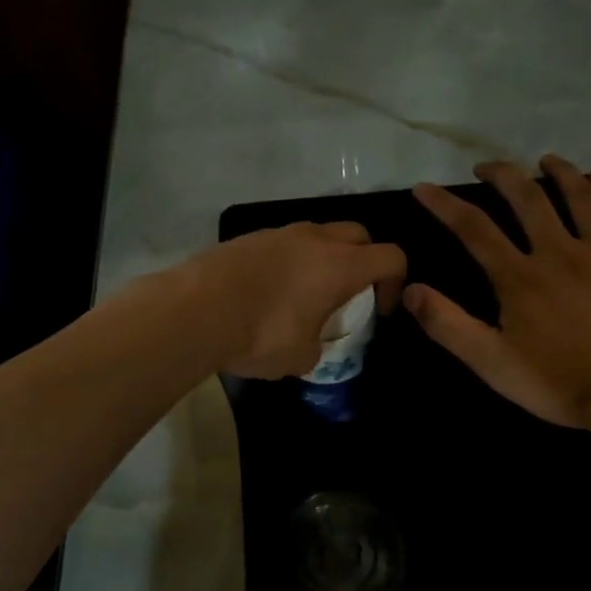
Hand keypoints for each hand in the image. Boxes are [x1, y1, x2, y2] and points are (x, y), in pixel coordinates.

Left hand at [192, 221, 407, 378]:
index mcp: (340, 265)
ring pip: (318, 234)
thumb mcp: (300, 357)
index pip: (391, 257)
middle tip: (349, 293)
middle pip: (358, 234)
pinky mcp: (248, 238)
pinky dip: (289, 260)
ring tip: (306, 292)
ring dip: (324, 257)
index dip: (396, 282)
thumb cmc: (261, 334)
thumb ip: (316, 347)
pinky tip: (269, 290)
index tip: (380, 309)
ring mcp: (279, 233)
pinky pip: (283, 243)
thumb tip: (308, 345)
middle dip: (364, 260)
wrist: (195, 311)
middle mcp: (315, 239)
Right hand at [406, 155, 590, 427]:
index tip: (424, 187)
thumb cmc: (561, 384)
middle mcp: (560, 253)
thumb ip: (448, 326)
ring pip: (579, 197)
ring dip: (558, 172)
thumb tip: (409, 290)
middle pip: (527, 198)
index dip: (444, 204)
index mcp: (520, 278)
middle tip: (486, 167)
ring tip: (545, 159)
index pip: (473, 228)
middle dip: (502, 175)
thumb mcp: (492, 364)